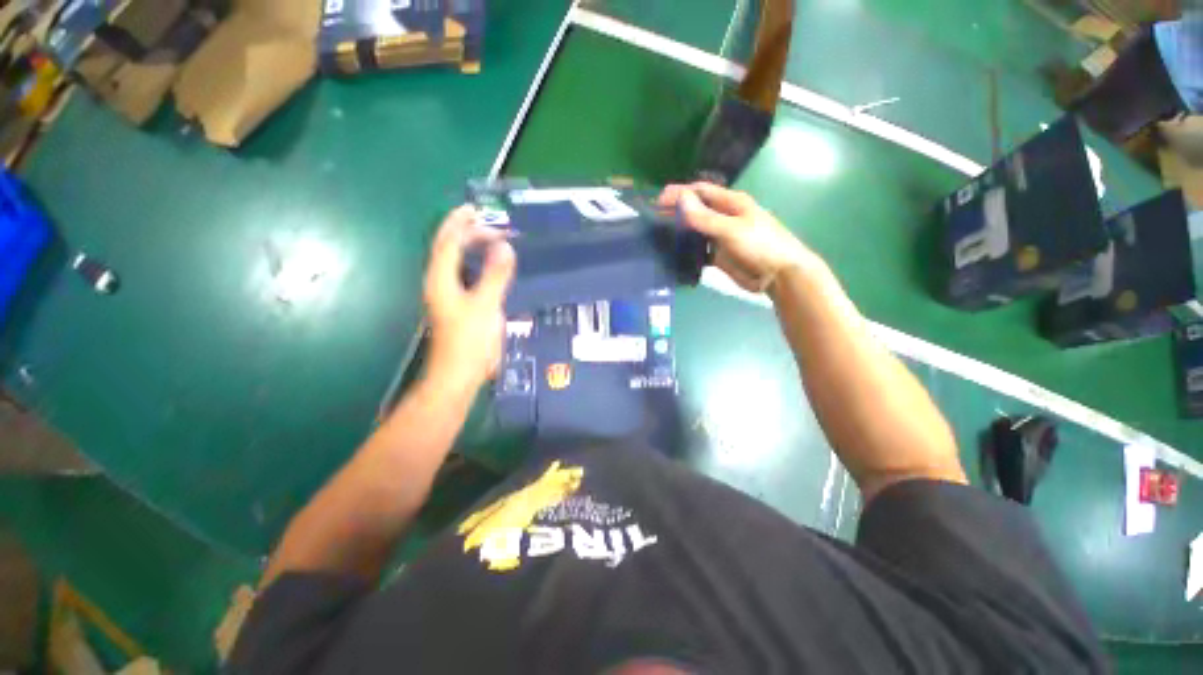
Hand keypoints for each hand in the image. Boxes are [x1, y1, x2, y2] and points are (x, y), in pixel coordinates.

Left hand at [422, 205, 515, 394]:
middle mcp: (439, 283)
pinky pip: (466, 275)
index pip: (448, 242)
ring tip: (491, 238)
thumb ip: (495, 275)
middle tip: (491, 223)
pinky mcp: (457, 307)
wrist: (458, 375)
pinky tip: (491, 267)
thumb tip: (504, 246)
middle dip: (465, 232)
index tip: (478, 210)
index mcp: (440, 279)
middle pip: (449, 249)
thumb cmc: (470, 341)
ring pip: (457, 262)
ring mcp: (447, 296)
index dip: (461, 223)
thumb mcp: (486, 305)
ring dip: (471, 247)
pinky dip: (477, 264)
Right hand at [659, 182, 814, 292]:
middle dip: (676, 212)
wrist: (778, 276)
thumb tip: (681, 199)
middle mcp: (723, 217)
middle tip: (653, 220)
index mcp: (731, 203)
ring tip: (657, 237)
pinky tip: (673, 256)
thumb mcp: (731, 229)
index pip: (700, 191)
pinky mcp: (718, 256)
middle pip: (695, 211)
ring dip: (680, 232)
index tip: (658, 201)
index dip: (679, 193)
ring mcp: (720, 237)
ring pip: (695, 231)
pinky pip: (698, 251)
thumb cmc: (760, 245)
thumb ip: (706, 217)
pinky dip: (687, 252)